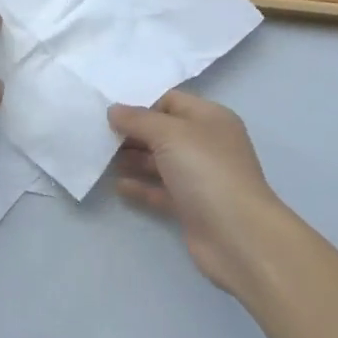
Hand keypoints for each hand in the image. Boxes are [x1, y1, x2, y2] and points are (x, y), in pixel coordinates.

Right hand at [108, 90, 291, 295]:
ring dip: (133, 160)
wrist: (238, 236)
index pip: (171, 101)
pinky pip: (161, 191)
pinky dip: (141, 187)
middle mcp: (207, 144)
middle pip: (163, 132)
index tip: (111, 114)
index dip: (141, 105)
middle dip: (133, 133)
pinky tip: (118, 186)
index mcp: (210, 118)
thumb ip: (138, 120)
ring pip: (160, 162)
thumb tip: (114, 110)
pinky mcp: (192, 207)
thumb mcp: (169, 134)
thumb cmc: (206, 171)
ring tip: (103, 159)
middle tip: (100, 136)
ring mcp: (200, 178)